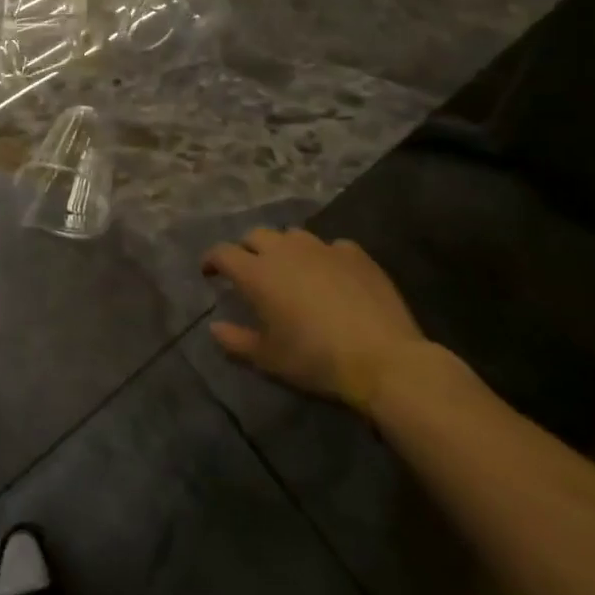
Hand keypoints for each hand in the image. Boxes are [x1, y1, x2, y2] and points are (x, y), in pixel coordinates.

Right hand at [202, 227, 429, 413]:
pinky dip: (324, 258)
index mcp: (257, 272)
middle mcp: (284, 249)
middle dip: (248, 249)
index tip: (210, 273)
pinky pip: (331, 247)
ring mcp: (321, 247)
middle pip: (255, 235)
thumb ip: (236, 341)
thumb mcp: (269, 359)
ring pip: (292, 236)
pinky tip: (332, 276)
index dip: (212, 260)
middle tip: (252, 271)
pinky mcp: (354, 253)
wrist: (383, 359)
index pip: (222, 252)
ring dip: (285, 248)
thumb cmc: (316, 359)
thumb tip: (214, 327)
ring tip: (291, 269)